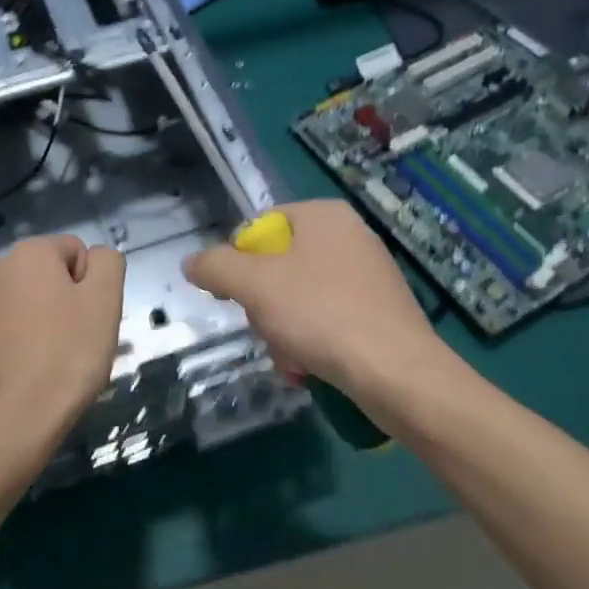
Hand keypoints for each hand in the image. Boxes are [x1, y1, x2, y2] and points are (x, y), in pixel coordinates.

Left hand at [0, 235, 125, 468]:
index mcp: (30, 253)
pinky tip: (20, 369)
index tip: (89, 319)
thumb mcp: (106, 300)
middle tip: (74, 340)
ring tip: (47, 358)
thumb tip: (95, 259)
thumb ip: (107, 262)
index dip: (90, 285)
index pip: (76, 252)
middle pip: (46, 275)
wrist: (14, 420)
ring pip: (21, 302)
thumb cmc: (68, 355)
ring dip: (36, 319)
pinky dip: (11, 341)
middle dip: (62, 300)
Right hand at [182, 200, 450, 414]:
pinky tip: (311, 367)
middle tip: (266, 329)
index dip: (241, 261)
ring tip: (291, 358)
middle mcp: (351, 235)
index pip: (261, 227)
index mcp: (324, 215)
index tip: (237, 296)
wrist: (397, 372)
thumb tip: (191, 262)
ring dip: (285, 330)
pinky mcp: (382, 311)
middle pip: (280, 266)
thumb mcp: (254, 285)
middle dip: (265, 304)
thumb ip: (216, 267)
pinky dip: (313, 341)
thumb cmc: (321, 314)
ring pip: (301, 297)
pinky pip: (330, 318)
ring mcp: (371, 274)